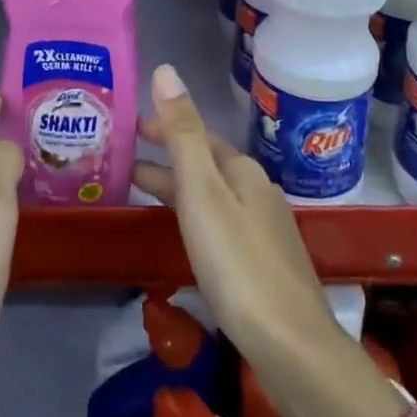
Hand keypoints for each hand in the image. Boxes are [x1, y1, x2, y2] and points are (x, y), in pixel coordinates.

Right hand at [133, 64, 341, 367]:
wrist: (292, 347)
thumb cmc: (238, 264)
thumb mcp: (203, 193)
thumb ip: (183, 133)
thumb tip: (166, 70)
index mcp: (242, 170)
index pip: (196, 134)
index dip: (163, 126)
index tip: (129, 125)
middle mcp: (256, 190)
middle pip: (205, 162)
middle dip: (167, 154)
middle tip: (124, 153)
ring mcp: (264, 228)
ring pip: (212, 193)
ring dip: (177, 185)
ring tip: (140, 189)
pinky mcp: (264, 263)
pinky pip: (219, 221)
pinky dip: (193, 214)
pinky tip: (184, 234)